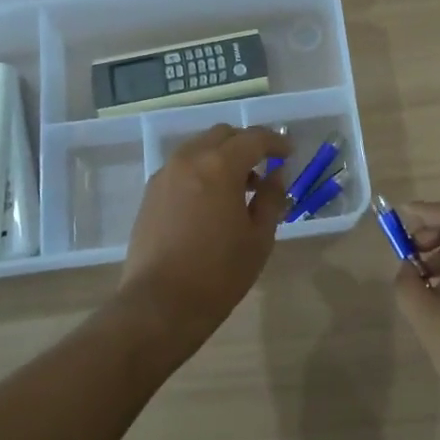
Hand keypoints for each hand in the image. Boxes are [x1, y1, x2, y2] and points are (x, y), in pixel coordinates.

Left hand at [120, 125, 290, 347]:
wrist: (159, 304)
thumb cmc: (218, 273)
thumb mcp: (258, 238)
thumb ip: (271, 199)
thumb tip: (275, 176)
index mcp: (219, 166)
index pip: (253, 139)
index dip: (275, 142)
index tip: (289, 153)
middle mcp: (189, 160)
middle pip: (222, 135)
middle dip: (246, 144)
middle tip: (265, 166)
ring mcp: (165, 175)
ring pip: (199, 148)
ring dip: (222, 156)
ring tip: (239, 187)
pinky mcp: (150, 194)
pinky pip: (182, 168)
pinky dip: (201, 170)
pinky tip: (211, 200)